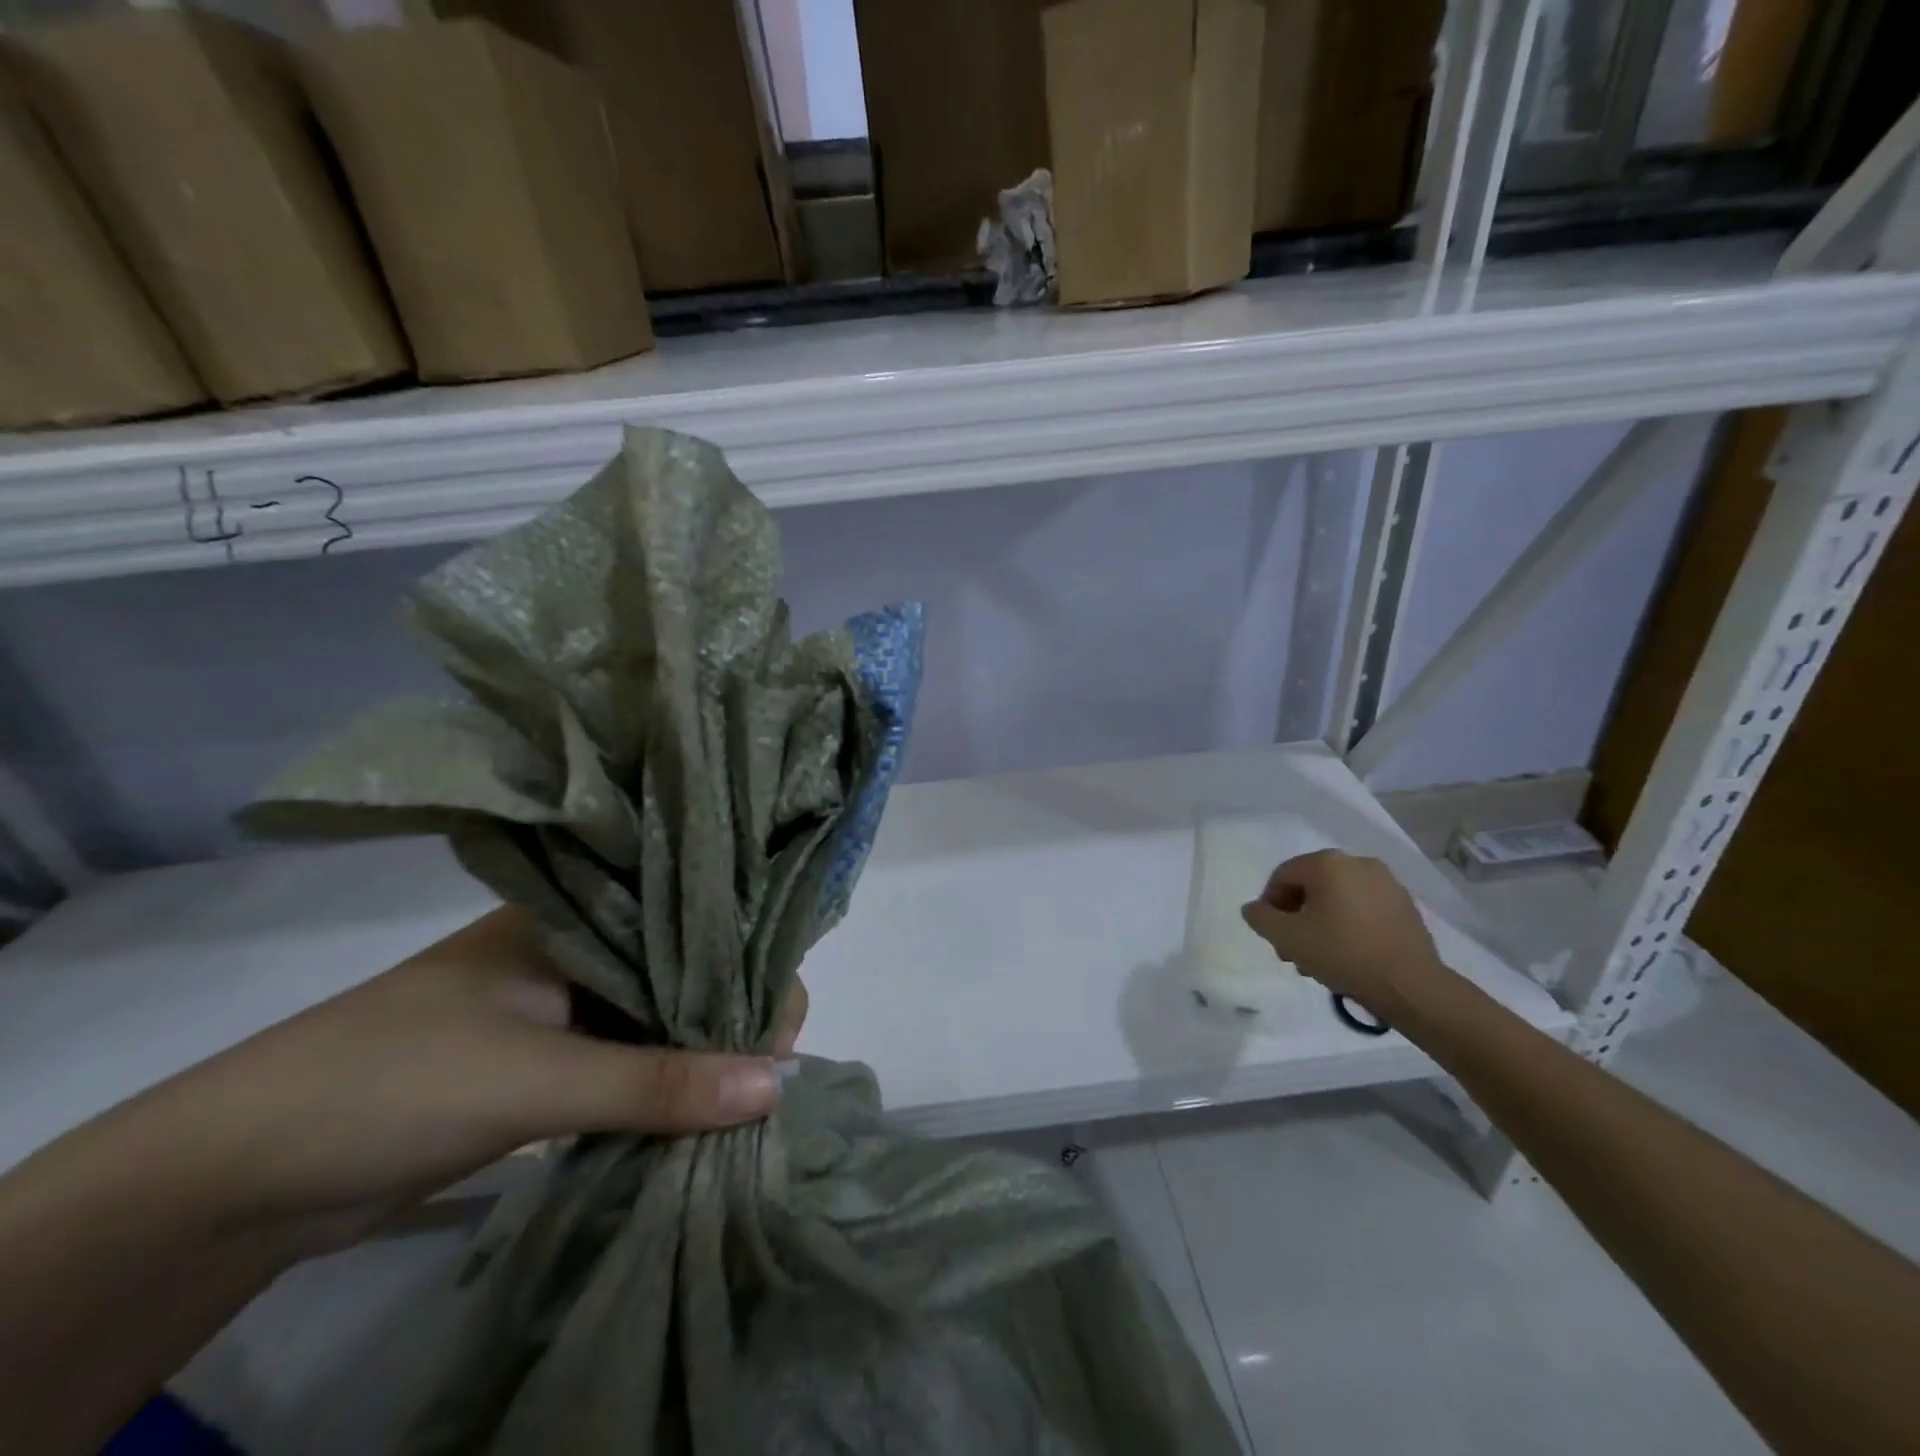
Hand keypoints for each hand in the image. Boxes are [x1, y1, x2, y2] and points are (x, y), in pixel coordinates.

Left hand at [119, 908, 800, 1258]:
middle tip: (777, 1066)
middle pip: (678, 970)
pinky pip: (624, 1061)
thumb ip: (660, 1082)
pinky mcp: (542, 1062)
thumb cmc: (394, 1083)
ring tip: (754, 1089)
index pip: (689, 920)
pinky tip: (702, 1106)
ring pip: (654, 1018)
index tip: (783, 1020)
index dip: (745, 960)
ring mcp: (557, 1007)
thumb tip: (780, 1083)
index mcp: (576, 916)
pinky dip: (661, 1084)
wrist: (234, 1179)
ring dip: (698, 1052)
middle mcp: (575, 950)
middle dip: (729, 1012)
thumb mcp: (538, 1078)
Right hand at [1239, 850, 1448, 1019]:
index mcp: (1327, 863)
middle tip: (1292, 950)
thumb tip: (1254, 909)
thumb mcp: (1287, 937)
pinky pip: (1364, 909)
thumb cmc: (1342, 953)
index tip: (1272, 935)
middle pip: (1311, 886)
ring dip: (1321, 923)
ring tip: (1319, 958)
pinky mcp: (1406, 906)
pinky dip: (1349, 925)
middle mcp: (1358, 863)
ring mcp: (1387, 883)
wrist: (1410, 985)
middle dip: (1297, 917)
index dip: (1270, 905)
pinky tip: (1348, 954)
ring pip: (1338, 899)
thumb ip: (1261, 917)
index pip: (1283, 876)